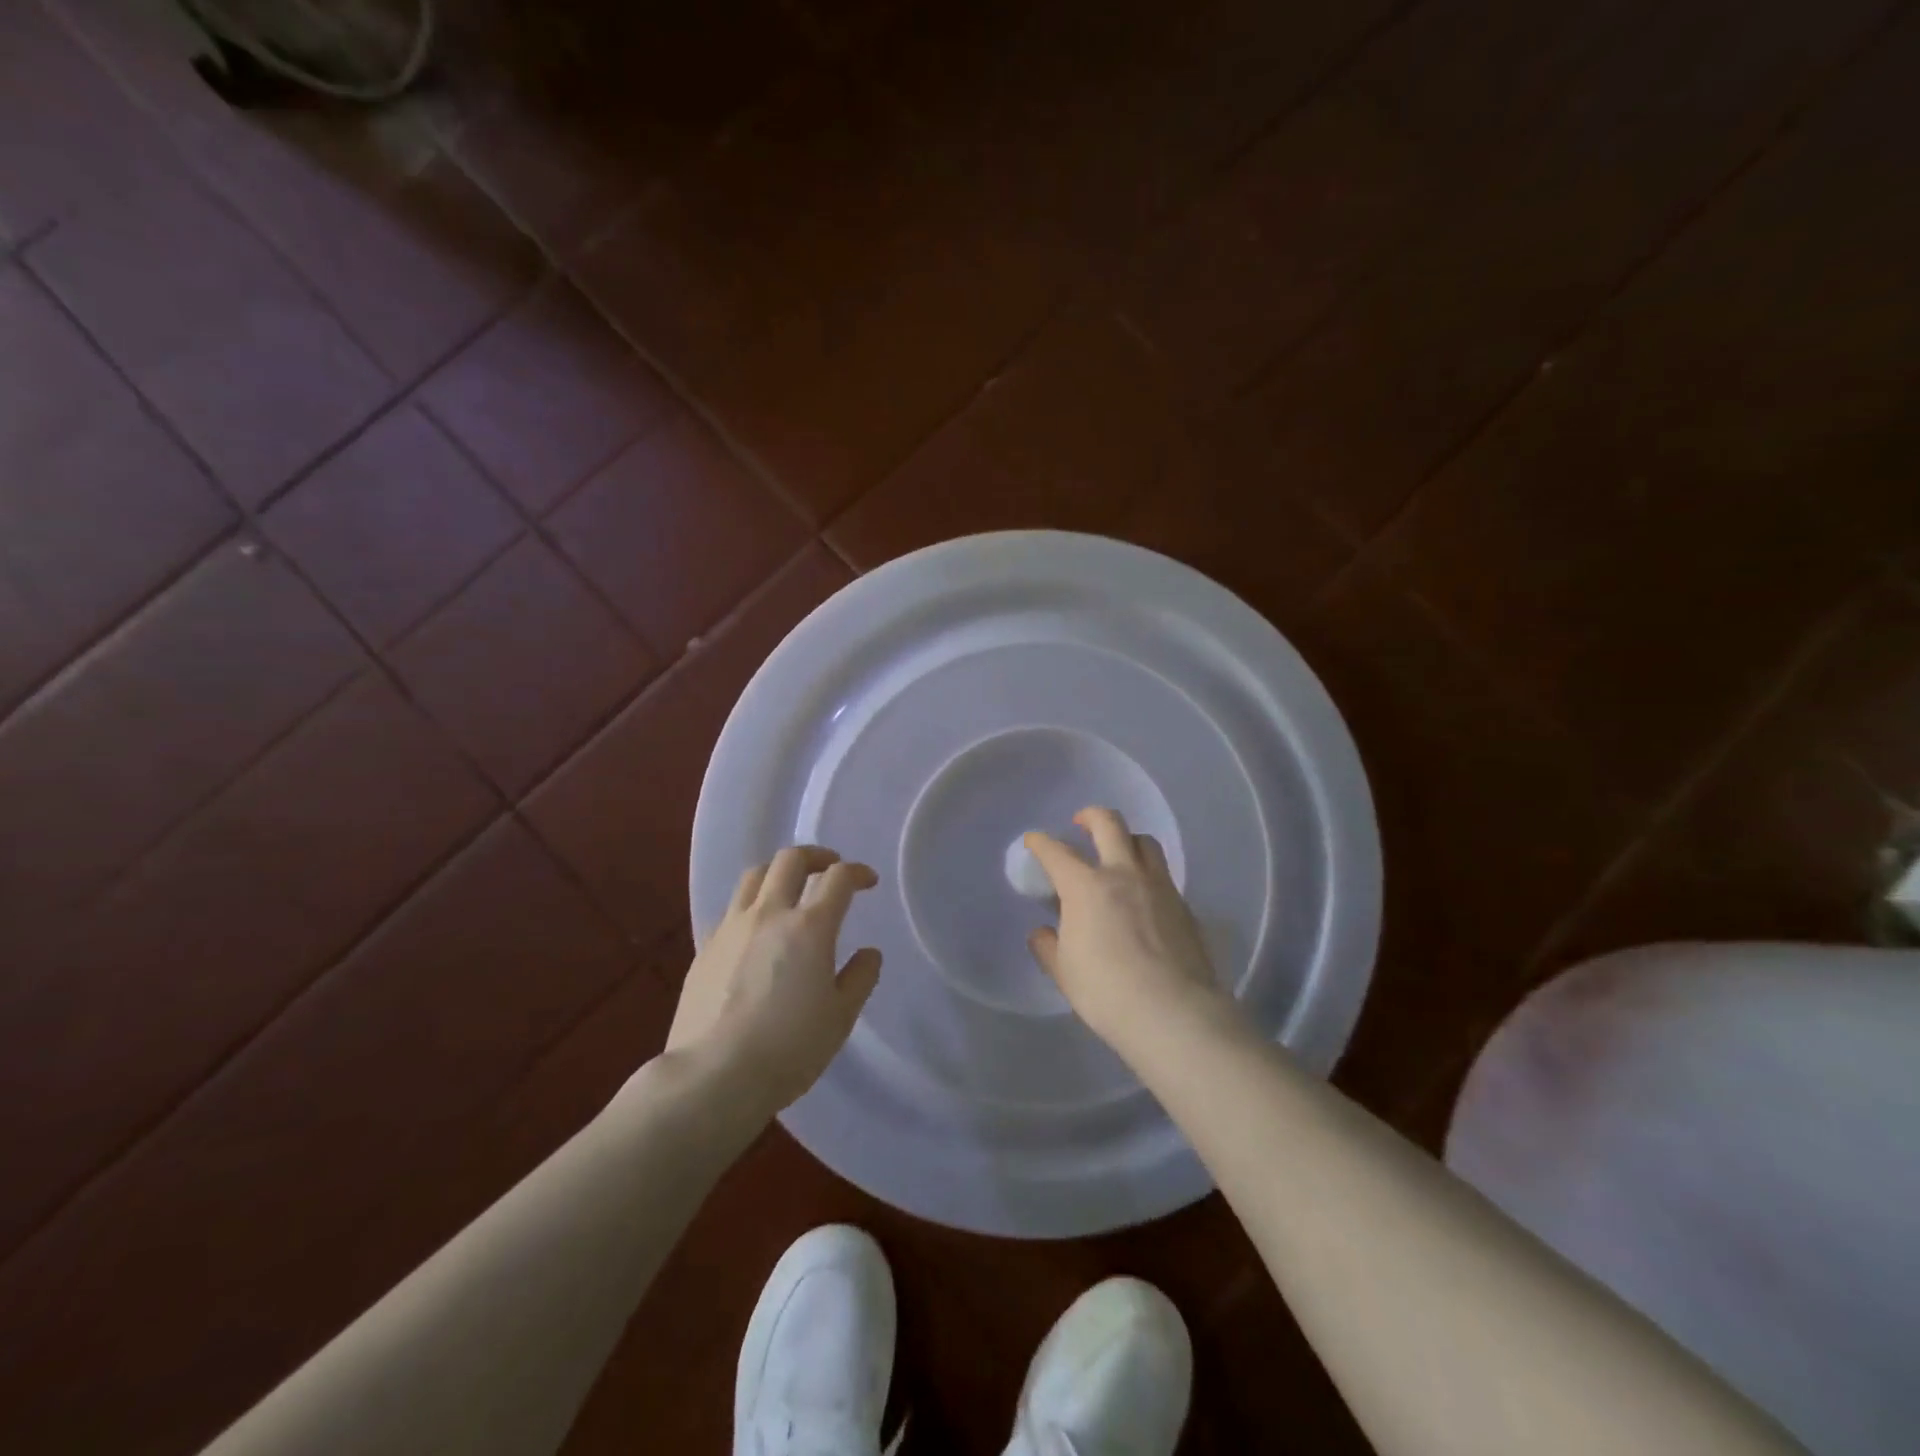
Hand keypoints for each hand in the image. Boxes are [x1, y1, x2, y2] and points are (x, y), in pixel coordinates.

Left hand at [667, 846, 882, 1113]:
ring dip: (778, 872)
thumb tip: (869, 953)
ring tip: (790, 888)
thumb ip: (859, 979)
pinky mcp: (705, 948)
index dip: (857, 872)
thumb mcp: (840, 1018)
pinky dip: (752, 904)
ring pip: (754, 876)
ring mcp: (732, 928)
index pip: (838, 879)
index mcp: (810, 927)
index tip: (867, 882)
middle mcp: (769, 914)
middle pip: (790, 860)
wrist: (713, 1076)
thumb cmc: (789, 1048)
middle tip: (829, 868)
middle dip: (816, 856)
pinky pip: (732, 909)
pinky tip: (757, 929)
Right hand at [1025, 808, 1227, 1052]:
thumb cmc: (1106, 991)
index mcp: (1085, 887)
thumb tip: (1043, 932)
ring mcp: (1158, 886)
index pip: (1056, 852)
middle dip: (1090, 816)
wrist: (1173, 1012)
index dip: (1040, 842)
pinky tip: (1143, 896)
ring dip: (1127, 839)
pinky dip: (1148, 874)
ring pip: (1144, 842)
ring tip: (1118, 853)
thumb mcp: (1064, 972)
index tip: (1033, 841)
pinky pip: (1163, 875)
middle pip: (1109, 824)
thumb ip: (1049, 946)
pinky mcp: (1184, 905)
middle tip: (1081, 823)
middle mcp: (1123, 874)